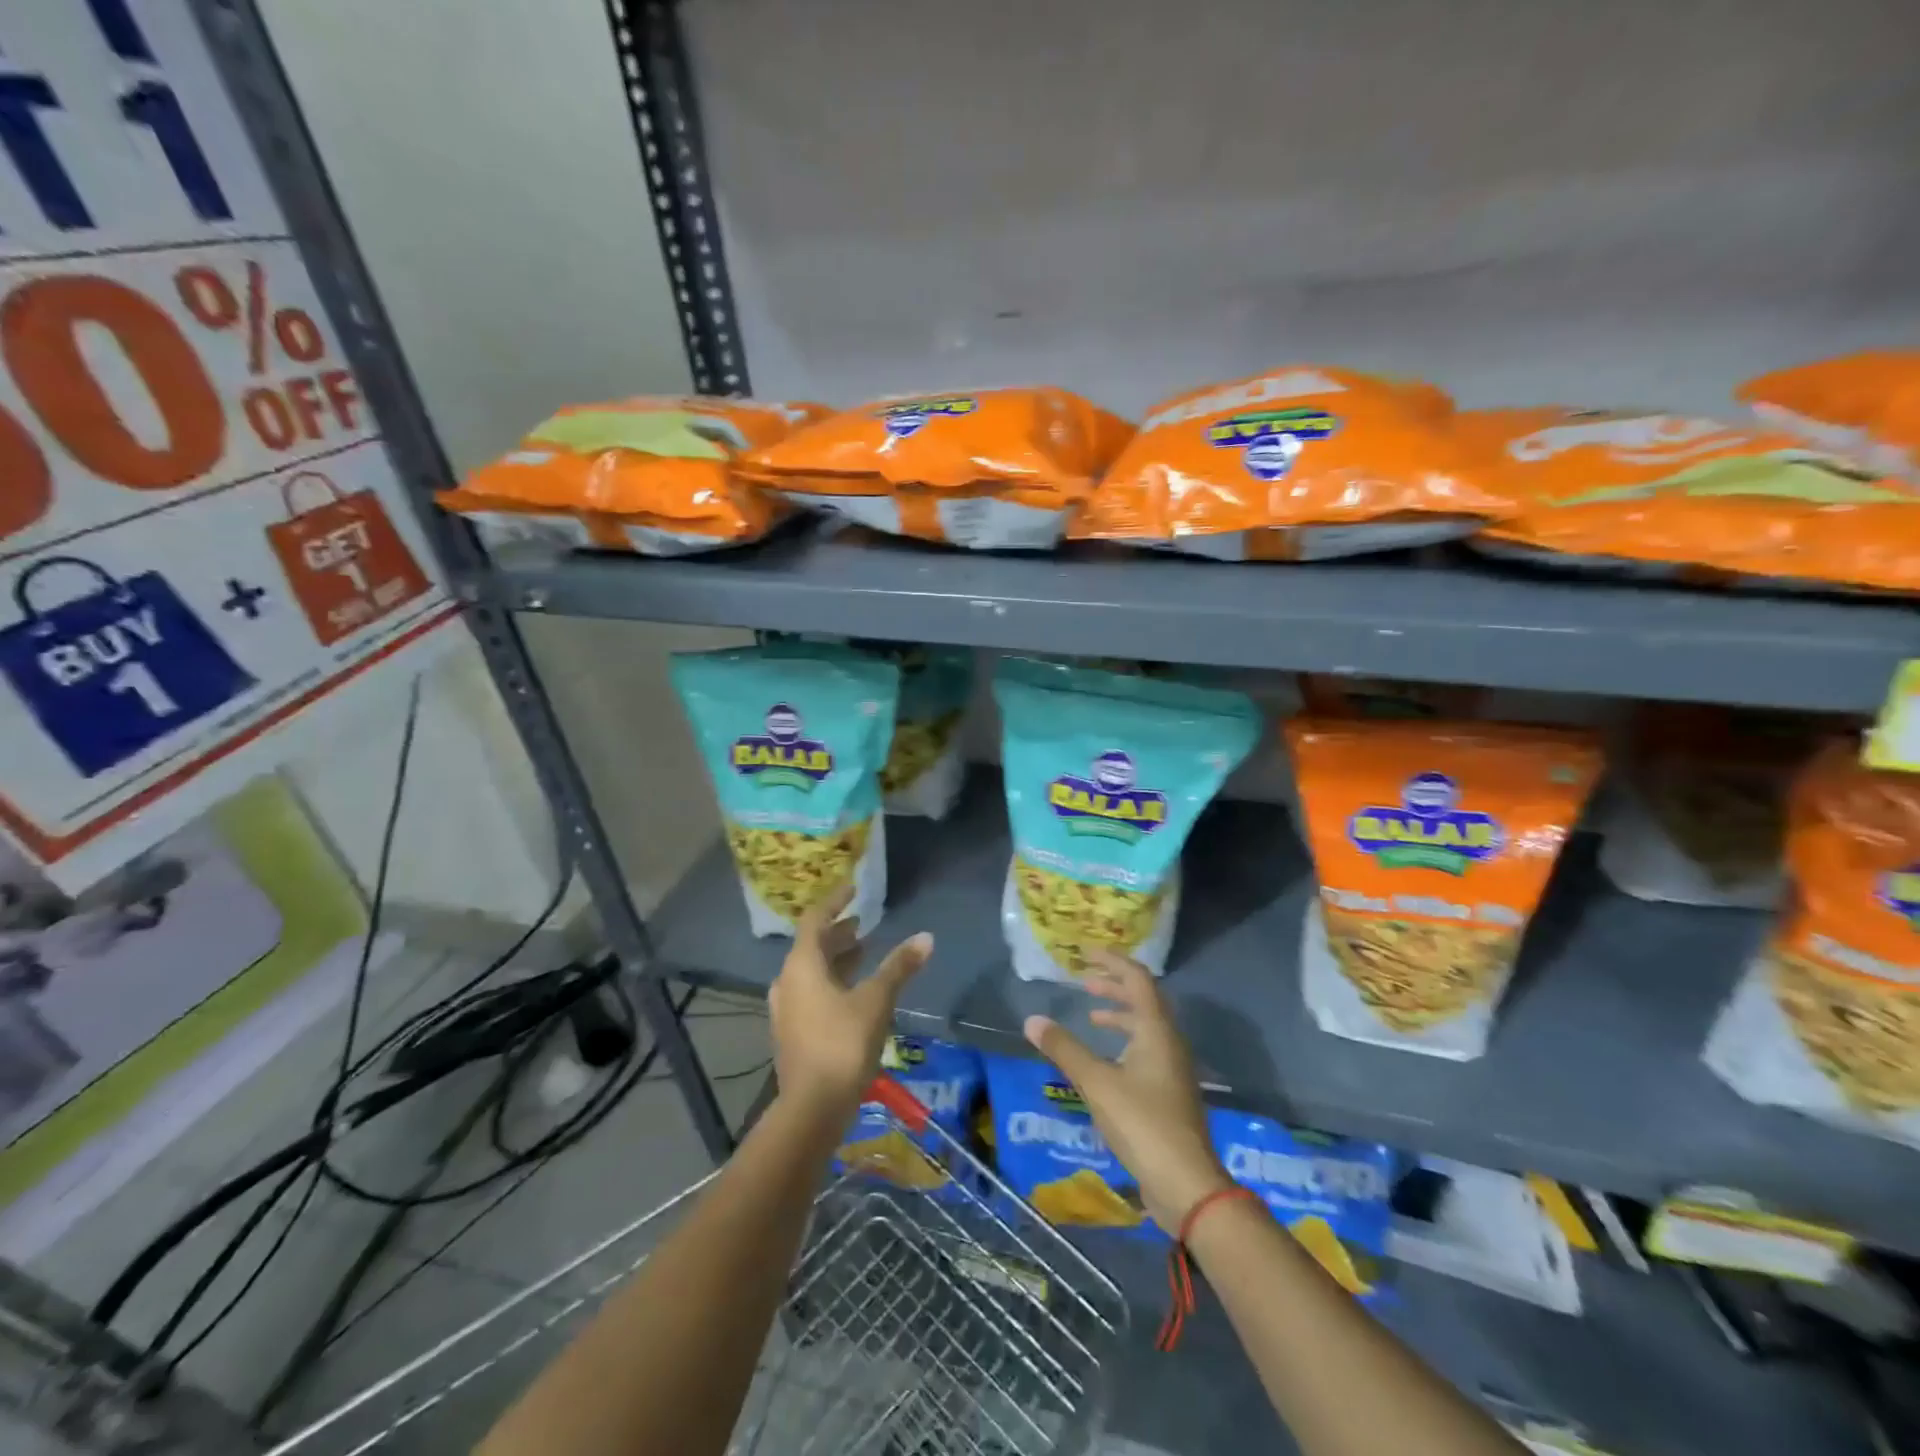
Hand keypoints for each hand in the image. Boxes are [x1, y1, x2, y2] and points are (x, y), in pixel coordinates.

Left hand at [768, 885, 932, 1124]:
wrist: (812, 1108)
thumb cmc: (843, 1044)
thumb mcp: (876, 1001)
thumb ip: (899, 967)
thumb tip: (926, 938)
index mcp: (802, 965)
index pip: (815, 919)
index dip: (835, 901)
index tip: (853, 888)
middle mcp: (787, 981)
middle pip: (812, 946)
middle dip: (839, 933)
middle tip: (864, 923)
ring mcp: (786, 1009)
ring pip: (811, 971)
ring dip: (836, 958)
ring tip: (864, 952)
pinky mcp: (792, 1032)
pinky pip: (811, 991)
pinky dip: (832, 981)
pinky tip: (854, 992)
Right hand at [1024, 950, 1231, 1230]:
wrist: (1187, 1184)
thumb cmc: (1142, 1123)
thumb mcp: (1097, 1083)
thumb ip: (1065, 1049)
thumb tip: (1032, 1020)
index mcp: (1156, 1030)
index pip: (1137, 979)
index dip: (1113, 962)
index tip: (1087, 954)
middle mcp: (1169, 1042)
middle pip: (1144, 1000)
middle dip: (1115, 986)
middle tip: (1085, 981)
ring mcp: (1173, 1069)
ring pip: (1146, 1027)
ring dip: (1120, 1014)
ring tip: (1092, 1015)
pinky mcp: (1169, 1093)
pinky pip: (1146, 1050)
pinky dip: (1125, 1041)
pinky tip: (1106, 1060)